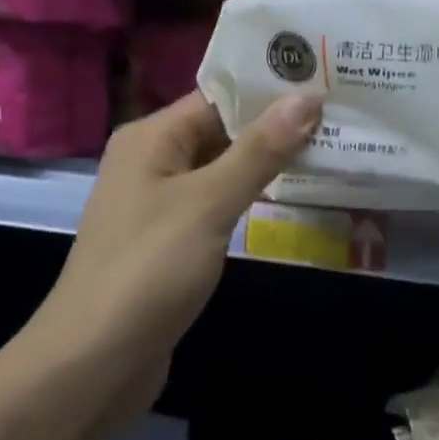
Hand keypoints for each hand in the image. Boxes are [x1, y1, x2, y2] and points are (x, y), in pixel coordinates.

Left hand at [30, 91, 320, 411]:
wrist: (96, 360)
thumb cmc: (149, 269)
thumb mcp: (208, 203)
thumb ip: (259, 151)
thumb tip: (307, 97)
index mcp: (151, 138)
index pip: (218, 96)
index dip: (270, 89)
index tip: (326, 79)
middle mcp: (153, 162)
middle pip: (222, 131)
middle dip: (277, 126)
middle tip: (342, 114)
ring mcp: (162, 204)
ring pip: (224, 170)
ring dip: (270, 163)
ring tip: (333, 147)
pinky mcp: (173, 241)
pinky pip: (219, 205)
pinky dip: (253, 198)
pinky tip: (296, 196)